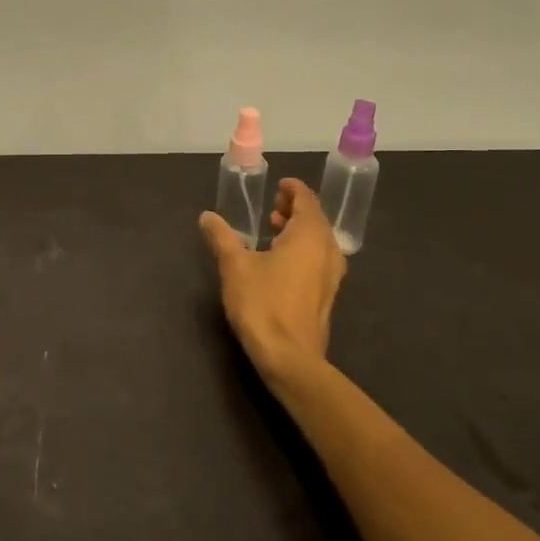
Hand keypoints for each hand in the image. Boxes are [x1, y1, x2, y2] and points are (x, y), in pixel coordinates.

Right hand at [199, 177, 344, 387]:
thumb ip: (221, 237)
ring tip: (273, 231)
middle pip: (316, 219)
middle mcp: (327, 250)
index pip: (307, 200)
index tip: (280, 184)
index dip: (293, 190)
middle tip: (272, 206)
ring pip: (319, 240)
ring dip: (299, 230)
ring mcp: (332, 274)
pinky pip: (319, 259)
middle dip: (295, 209)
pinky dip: (304, 249)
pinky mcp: (327, 294)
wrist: (289, 355)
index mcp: (309, 235)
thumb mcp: (234, 266)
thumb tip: (207, 216)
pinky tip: (281, 261)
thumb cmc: (262, 303)